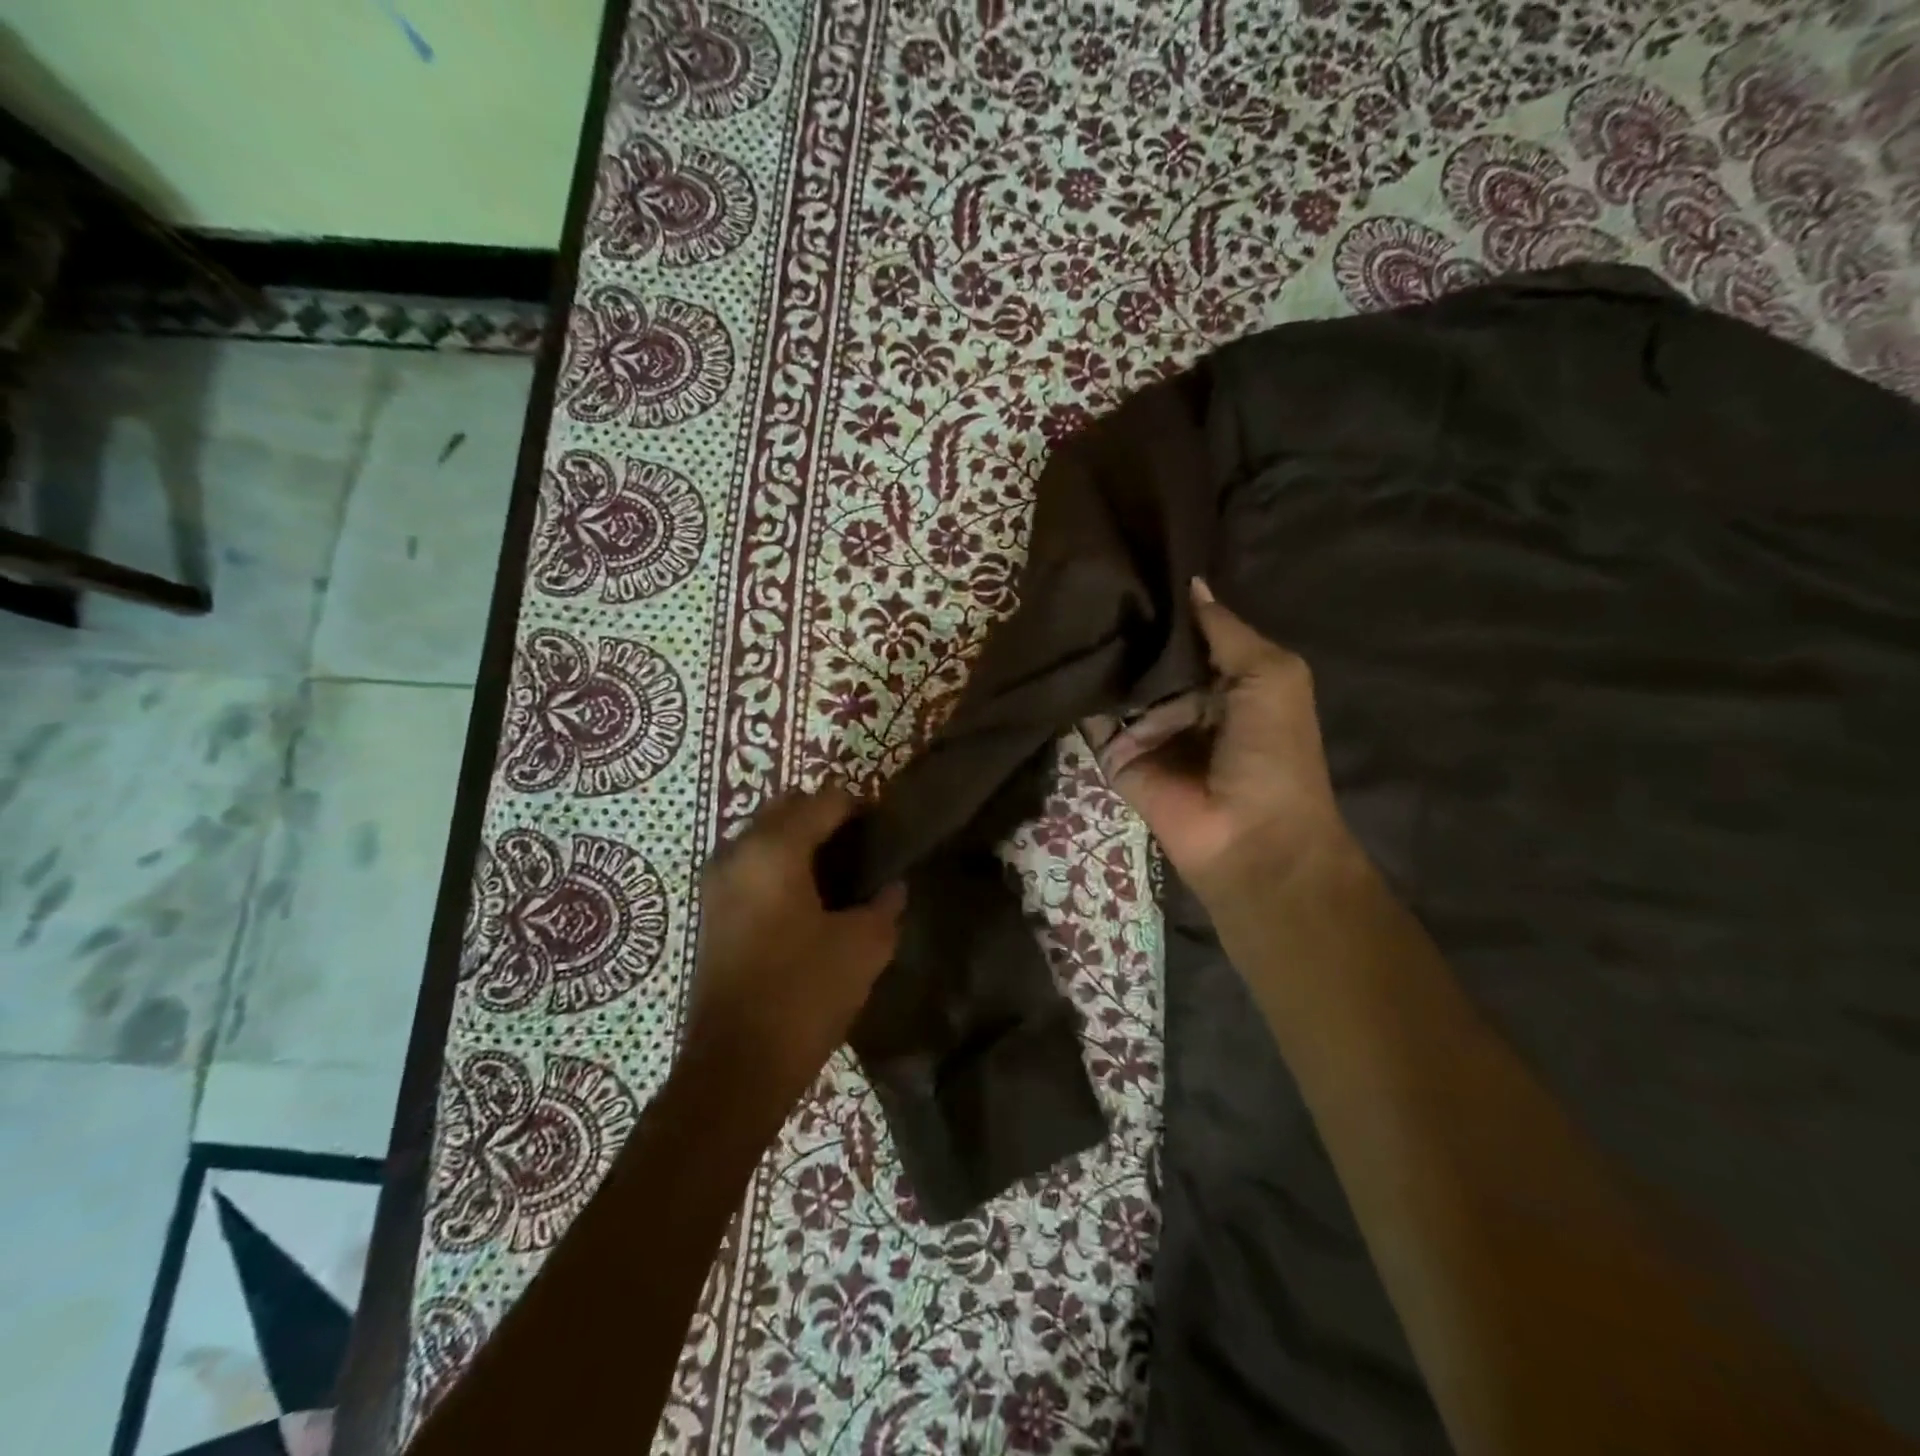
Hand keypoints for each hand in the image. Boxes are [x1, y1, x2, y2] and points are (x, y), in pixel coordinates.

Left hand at [689, 786, 904, 1099]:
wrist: (735, 1065)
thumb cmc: (804, 994)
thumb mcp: (863, 947)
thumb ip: (884, 905)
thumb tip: (893, 887)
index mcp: (775, 849)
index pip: (825, 801)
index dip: (861, 807)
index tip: (887, 829)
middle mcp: (738, 851)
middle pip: (788, 809)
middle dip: (826, 818)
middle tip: (864, 848)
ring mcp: (717, 881)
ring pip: (765, 836)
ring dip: (800, 841)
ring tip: (839, 875)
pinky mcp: (711, 910)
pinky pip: (750, 864)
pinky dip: (780, 866)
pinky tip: (809, 900)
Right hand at [1087, 579, 1351, 899]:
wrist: (1249, 838)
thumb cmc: (1273, 752)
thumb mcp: (1272, 675)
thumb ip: (1227, 631)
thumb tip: (1193, 582)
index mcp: (1227, 682)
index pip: (1190, 635)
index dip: (1168, 604)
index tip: (1134, 560)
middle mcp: (1184, 702)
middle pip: (1149, 657)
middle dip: (1127, 625)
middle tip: (1091, 577)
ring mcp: (1147, 730)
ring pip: (1117, 684)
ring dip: (1099, 654)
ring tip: (1067, 606)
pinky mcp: (1116, 757)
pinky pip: (1093, 720)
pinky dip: (1078, 695)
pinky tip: (1058, 655)